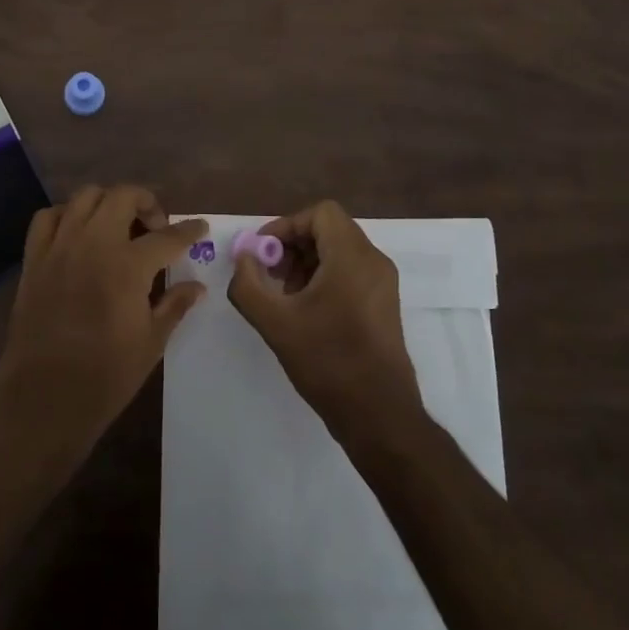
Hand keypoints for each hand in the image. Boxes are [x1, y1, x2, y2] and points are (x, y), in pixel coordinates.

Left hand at [0, 186, 208, 451]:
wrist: (45, 398)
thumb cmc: (106, 375)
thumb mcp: (151, 342)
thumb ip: (174, 305)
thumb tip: (196, 286)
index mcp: (128, 266)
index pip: (168, 236)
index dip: (189, 230)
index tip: (199, 227)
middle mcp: (94, 244)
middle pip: (123, 196)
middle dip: (146, 203)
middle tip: (155, 226)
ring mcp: (60, 247)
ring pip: (85, 197)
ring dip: (107, 203)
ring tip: (117, 225)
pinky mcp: (34, 258)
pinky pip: (47, 217)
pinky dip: (66, 216)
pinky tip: (77, 233)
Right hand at [229, 201, 422, 442]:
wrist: (380, 416)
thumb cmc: (328, 362)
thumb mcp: (275, 322)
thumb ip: (248, 283)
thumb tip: (243, 257)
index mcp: (352, 256)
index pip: (320, 213)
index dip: (286, 226)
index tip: (263, 253)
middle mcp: (373, 261)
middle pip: (328, 230)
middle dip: (293, 246)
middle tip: (269, 275)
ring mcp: (383, 284)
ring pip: (339, 252)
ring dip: (306, 264)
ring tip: (285, 297)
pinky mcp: (384, 305)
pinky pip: (351, 272)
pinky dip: (325, 279)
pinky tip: (306, 313)